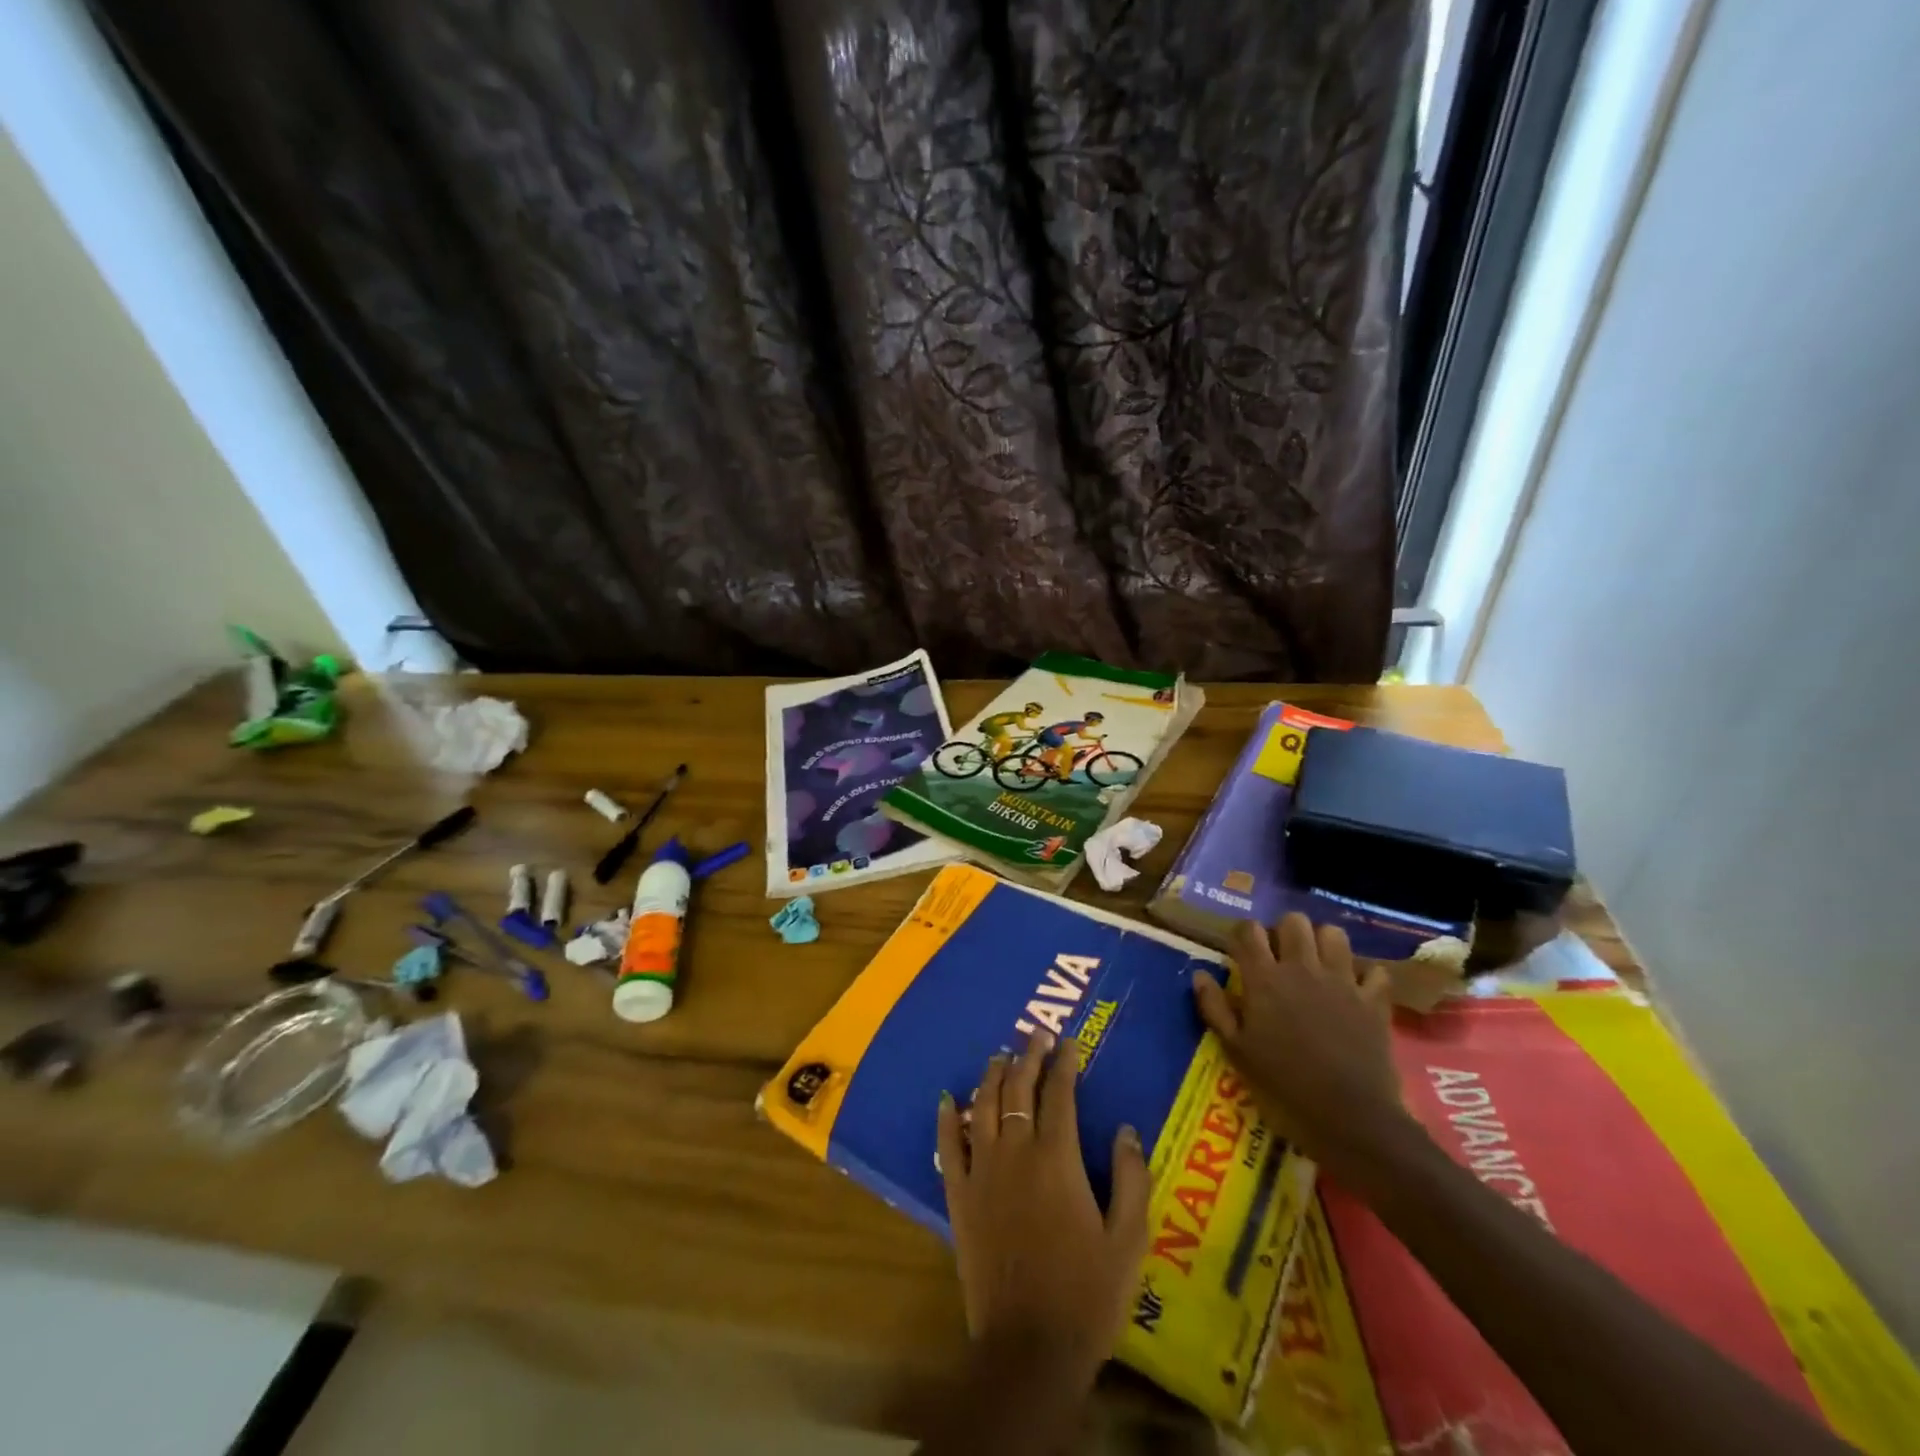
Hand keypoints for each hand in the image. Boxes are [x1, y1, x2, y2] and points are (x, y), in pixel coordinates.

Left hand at [938, 1031, 1150, 1384]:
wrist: (1029, 1347)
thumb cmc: (1086, 1294)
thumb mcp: (1128, 1240)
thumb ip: (1132, 1179)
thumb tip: (1125, 1128)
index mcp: (1057, 1159)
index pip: (1060, 1095)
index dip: (1065, 1064)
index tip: (1069, 1042)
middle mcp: (1016, 1152)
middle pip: (1019, 1090)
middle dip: (1029, 1057)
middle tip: (1036, 1035)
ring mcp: (982, 1171)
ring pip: (983, 1107)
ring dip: (992, 1076)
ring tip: (1000, 1055)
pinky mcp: (959, 1196)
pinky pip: (948, 1146)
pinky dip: (947, 1119)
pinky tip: (947, 1099)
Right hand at [1192, 914, 1407, 1175]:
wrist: (1351, 1121)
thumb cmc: (1283, 1088)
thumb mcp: (1236, 1053)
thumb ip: (1215, 1009)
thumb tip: (1199, 975)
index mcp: (1265, 979)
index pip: (1248, 930)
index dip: (1242, 934)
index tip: (1240, 951)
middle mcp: (1302, 969)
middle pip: (1293, 921)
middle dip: (1283, 931)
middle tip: (1279, 957)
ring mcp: (1343, 982)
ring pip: (1334, 934)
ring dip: (1322, 943)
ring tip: (1316, 965)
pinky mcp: (1374, 1002)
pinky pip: (1374, 972)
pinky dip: (1365, 976)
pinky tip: (1355, 990)